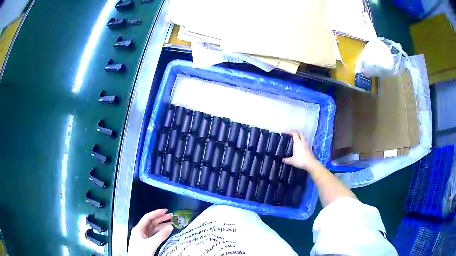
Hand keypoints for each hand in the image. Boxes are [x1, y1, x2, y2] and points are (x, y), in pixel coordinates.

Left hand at [128, 209, 173, 255]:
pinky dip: (161, 232)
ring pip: (153, 229)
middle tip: (171, 216)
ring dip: (162, 226)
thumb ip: (161, 235)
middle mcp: (140, 231)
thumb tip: (171, 226)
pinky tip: (166, 232)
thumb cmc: (141, 252)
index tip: (165, 210)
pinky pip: (154, 234)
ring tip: (171, 223)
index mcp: (138, 228)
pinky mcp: (147, 242)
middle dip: (161, 218)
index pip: (148, 217)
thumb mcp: (151, 243)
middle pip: (151, 222)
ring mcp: (143, 237)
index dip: (156, 213)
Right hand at [282, 131, 317, 169]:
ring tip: (296, 140)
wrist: (311, 163)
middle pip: (300, 133)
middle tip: (292, 135)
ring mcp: (307, 144)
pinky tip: (301, 145)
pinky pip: (306, 141)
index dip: (291, 132)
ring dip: (300, 137)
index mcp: (298, 142)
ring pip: (304, 137)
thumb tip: (282, 160)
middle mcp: (303, 141)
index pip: (295, 133)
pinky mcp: (310, 147)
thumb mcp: (292, 161)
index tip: (287, 132)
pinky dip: (303, 141)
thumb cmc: (300, 160)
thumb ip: (286, 160)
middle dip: (296, 133)